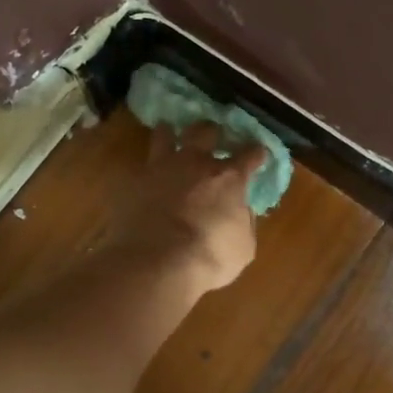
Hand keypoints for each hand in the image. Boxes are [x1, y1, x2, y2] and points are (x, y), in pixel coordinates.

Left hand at [115, 123, 267, 293]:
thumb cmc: (208, 257)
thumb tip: (241, 211)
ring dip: (170, 133)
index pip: (249, 154)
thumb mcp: (243, 246)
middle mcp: (196, 163)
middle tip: (212, 137)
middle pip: (206, 131)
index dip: (256, 152)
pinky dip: (146, 167)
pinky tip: (146, 174)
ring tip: (170, 134)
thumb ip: (244, 222)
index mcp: (229, 178)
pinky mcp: (135, 180)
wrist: (156, 261)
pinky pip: (141, 165)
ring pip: (165, 134)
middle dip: (212, 132)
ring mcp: (162, 167)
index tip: (258, 153)